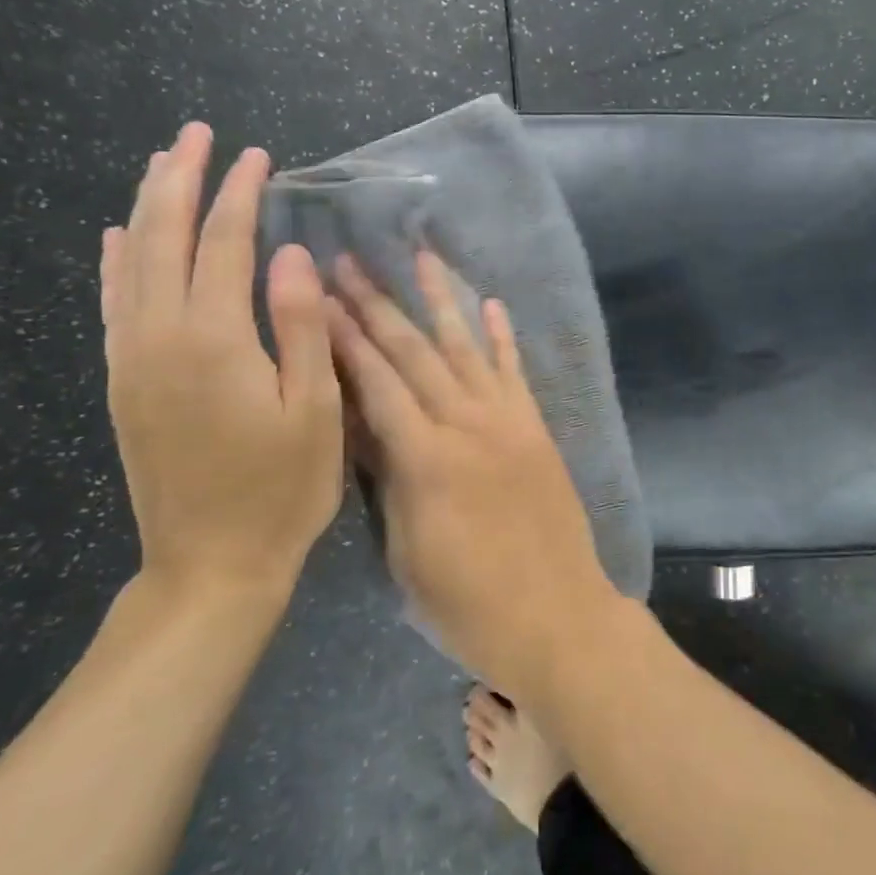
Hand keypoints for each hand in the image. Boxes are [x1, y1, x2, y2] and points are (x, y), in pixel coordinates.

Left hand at [101, 122, 343, 613]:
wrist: (211, 564)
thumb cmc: (283, 489)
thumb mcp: (315, 410)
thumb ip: (302, 327)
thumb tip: (290, 255)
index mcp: (215, 341)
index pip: (225, 244)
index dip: (240, 194)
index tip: (258, 156)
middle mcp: (161, 337)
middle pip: (163, 238)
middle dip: (180, 180)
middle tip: (197, 134)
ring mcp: (132, 360)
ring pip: (130, 263)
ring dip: (145, 208)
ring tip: (161, 164)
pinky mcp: (122, 383)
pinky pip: (112, 305)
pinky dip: (113, 262)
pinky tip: (114, 238)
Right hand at [326, 250, 623, 693]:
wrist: (556, 617)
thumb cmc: (468, 605)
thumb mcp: (406, 553)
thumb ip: (389, 483)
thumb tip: (366, 428)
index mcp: (426, 460)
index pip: (376, 384)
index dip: (344, 339)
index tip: (318, 297)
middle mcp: (468, 425)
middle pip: (416, 354)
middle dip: (378, 306)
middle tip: (350, 264)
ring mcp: (508, 422)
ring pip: (467, 348)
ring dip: (442, 300)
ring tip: (421, 257)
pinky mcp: (536, 429)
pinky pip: (515, 372)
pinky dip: (502, 336)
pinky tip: (491, 303)